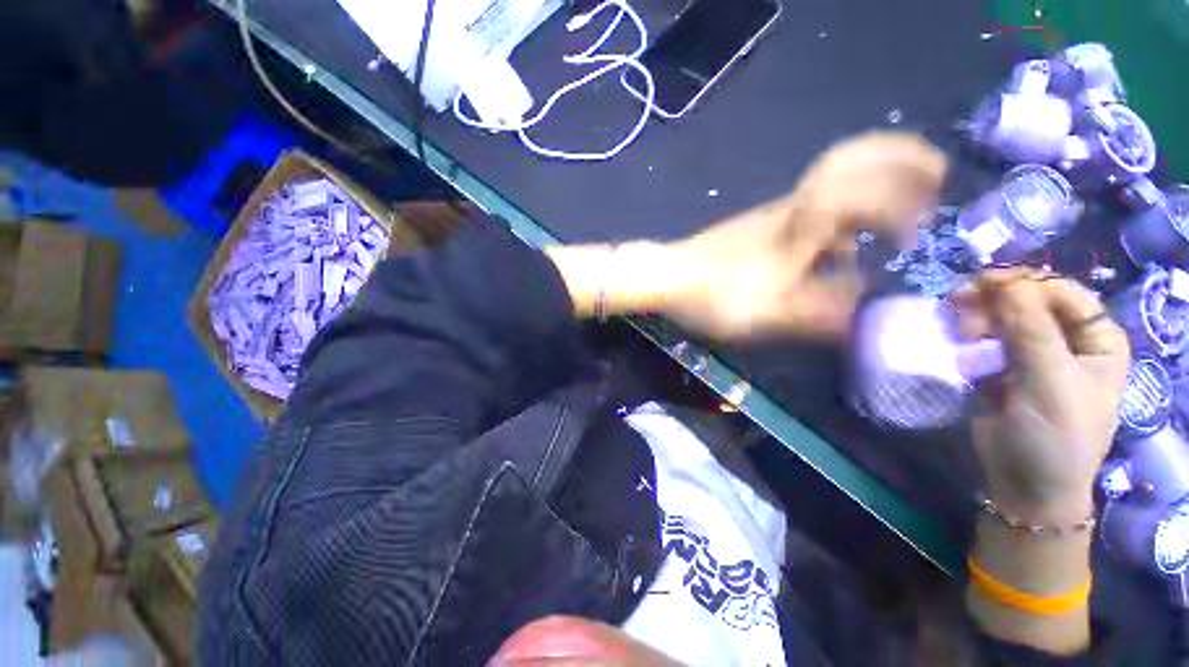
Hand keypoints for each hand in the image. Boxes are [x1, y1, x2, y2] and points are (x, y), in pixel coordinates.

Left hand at [545, 132, 946, 340]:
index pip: (868, 186)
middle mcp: (793, 207)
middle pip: (851, 161)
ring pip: (832, 184)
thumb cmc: (717, 293)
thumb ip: (823, 313)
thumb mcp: (773, 313)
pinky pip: (811, 208)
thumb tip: (864, 312)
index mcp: (802, 223)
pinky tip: (842, 247)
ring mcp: (774, 214)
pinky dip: (841, 215)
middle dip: (901, 159)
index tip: (923, 231)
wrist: (668, 277)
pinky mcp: (759, 226)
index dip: (907, 198)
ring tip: (900, 216)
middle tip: (936, 175)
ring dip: (873, 188)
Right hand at [953, 270, 1129, 522]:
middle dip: (994, 299)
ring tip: (958, 331)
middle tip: (958, 303)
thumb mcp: (1050, 384)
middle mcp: (1068, 341)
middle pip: (1030, 300)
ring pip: (1003, 316)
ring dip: (978, 316)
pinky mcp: (1003, 367)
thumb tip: (1007, 281)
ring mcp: (1034, 354)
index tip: (981, 283)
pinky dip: (969, 333)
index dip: (1025, 282)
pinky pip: (985, 337)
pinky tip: (958, 341)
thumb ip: (1033, 331)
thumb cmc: (1055, 437)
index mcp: (1097, 340)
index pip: (1063, 293)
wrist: (1026, 485)